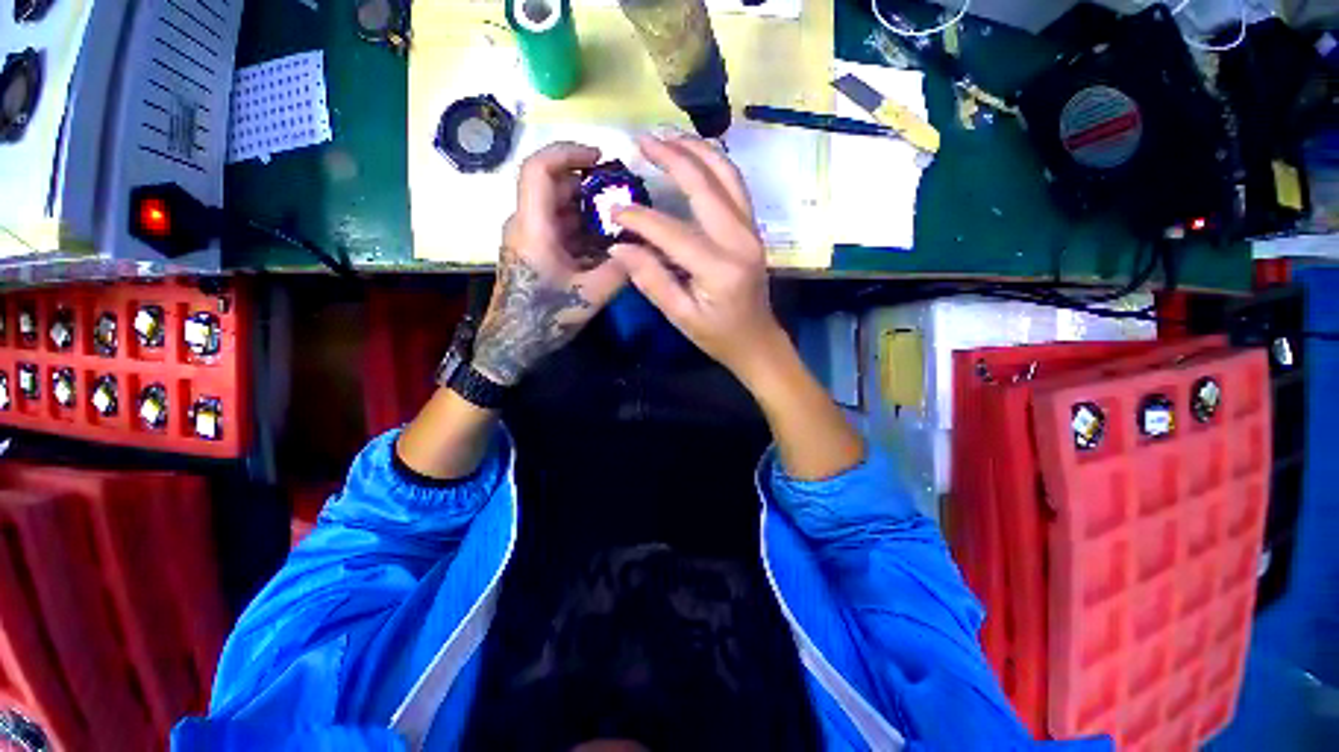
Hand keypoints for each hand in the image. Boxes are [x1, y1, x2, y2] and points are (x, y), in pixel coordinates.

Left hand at [472, 143, 628, 385]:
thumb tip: (646, 247)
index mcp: (533, 227)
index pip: (539, 169)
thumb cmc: (546, 317)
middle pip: (553, 185)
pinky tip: (604, 242)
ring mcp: (528, 237)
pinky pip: (559, 227)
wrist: (514, 343)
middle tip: (621, 195)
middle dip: (588, 184)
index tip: (600, 158)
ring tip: (618, 220)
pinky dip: (582, 228)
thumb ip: (621, 269)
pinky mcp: (534, 250)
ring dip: (588, 208)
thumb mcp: (590, 295)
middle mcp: (526, 223)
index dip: (568, 153)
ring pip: (558, 206)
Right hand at [609, 135, 785, 381]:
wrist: (758, 341)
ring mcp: (751, 230)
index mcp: (720, 268)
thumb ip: (651, 280)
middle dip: (670, 157)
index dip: (639, 218)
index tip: (612, 211)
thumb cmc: (718, 336)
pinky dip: (714, 162)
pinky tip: (695, 154)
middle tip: (640, 140)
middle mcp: (740, 239)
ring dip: (695, 149)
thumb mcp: (681, 317)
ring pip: (726, 173)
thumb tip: (619, 245)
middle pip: (705, 184)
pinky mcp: (753, 228)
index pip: (671, 230)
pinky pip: (735, 184)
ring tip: (665, 136)